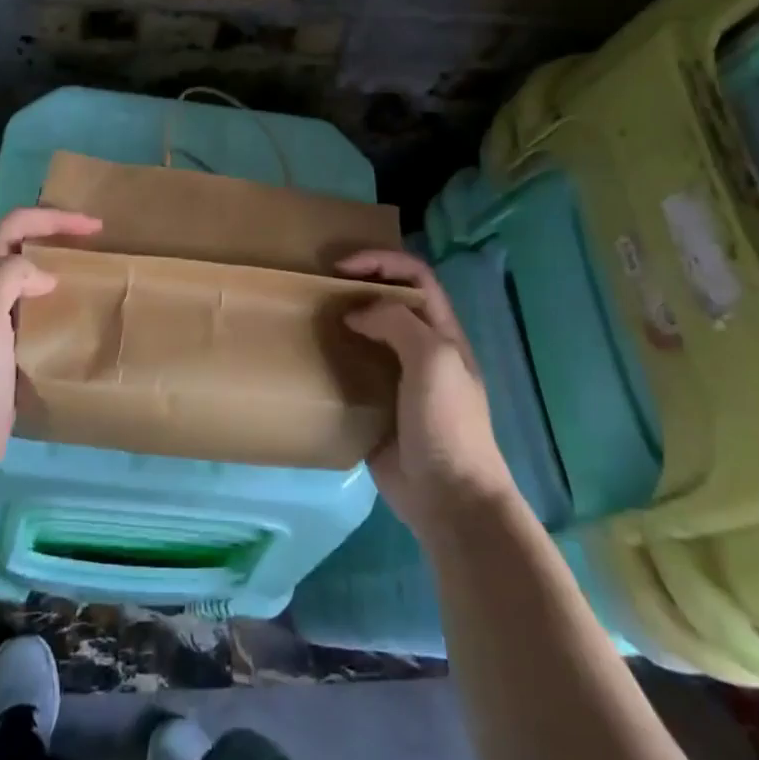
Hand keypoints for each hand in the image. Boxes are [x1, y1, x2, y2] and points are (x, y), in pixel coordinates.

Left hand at [0, 207, 101, 497]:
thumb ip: (10, 276)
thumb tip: (44, 276)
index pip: (16, 226)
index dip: (54, 218)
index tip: (95, 227)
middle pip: (22, 249)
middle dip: (57, 237)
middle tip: (97, 246)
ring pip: (30, 282)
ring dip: (60, 271)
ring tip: (93, 279)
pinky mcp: (7, 353)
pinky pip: (37, 316)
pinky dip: (59, 308)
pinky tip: (79, 322)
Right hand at [338, 249, 518, 536]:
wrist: (448, 498)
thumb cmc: (447, 423)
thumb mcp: (432, 359)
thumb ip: (396, 322)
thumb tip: (355, 314)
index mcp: (442, 332)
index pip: (415, 276)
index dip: (381, 261)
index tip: (341, 268)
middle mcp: (421, 349)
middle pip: (390, 301)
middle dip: (358, 286)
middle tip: (320, 289)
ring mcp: (399, 379)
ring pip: (368, 335)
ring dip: (342, 322)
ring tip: (310, 319)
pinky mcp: (377, 407)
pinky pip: (352, 373)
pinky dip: (333, 360)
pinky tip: (311, 360)